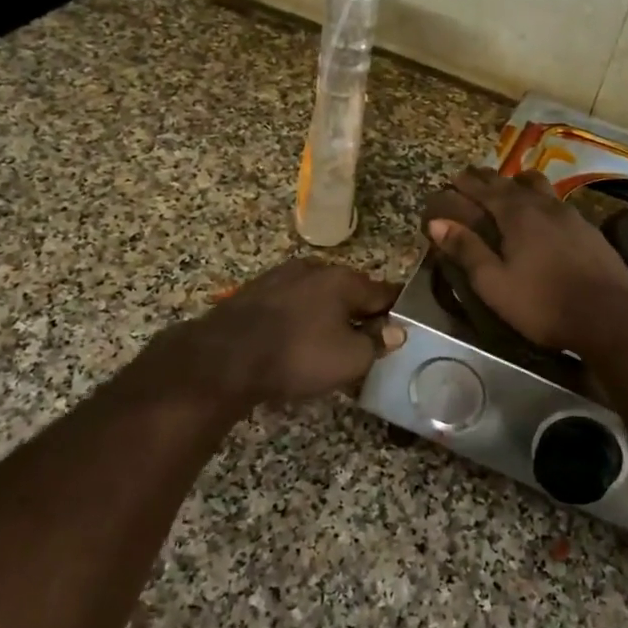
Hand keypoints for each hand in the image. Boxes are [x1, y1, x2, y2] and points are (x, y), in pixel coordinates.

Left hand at [151, 256, 403, 409]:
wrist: (223, 358)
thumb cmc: (297, 356)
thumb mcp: (350, 359)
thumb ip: (376, 343)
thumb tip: (396, 331)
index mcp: (343, 279)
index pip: (384, 291)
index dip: (397, 310)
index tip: (404, 325)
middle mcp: (314, 268)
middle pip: (349, 291)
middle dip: (359, 313)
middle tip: (366, 341)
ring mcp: (281, 276)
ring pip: (318, 296)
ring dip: (328, 315)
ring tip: (330, 343)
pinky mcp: (255, 291)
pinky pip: (292, 304)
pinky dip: (301, 318)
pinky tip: (297, 339)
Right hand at [425, 167, 627, 352]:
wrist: (608, 314)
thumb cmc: (542, 303)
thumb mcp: (494, 283)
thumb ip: (467, 250)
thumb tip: (437, 224)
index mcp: (517, 214)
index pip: (486, 189)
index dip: (467, 183)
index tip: (454, 178)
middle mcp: (543, 205)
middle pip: (512, 182)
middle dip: (490, 179)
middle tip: (475, 178)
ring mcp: (570, 215)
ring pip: (540, 187)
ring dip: (520, 184)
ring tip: (511, 190)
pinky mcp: (589, 229)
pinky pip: (558, 203)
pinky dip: (541, 202)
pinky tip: (544, 218)